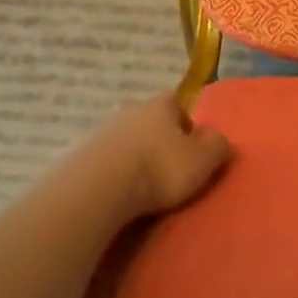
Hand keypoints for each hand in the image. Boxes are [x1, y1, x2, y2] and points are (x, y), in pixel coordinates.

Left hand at [81, 94, 230, 219]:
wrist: (99, 187)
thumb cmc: (159, 168)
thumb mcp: (203, 160)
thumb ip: (217, 145)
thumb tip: (216, 137)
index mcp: (161, 104)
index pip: (178, 105)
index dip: (187, 126)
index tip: (190, 151)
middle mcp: (130, 109)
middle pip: (149, 121)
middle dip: (158, 140)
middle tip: (167, 169)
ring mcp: (102, 130)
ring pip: (126, 139)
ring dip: (133, 156)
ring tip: (141, 185)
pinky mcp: (80, 154)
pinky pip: (105, 160)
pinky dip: (113, 172)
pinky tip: (118, 193)